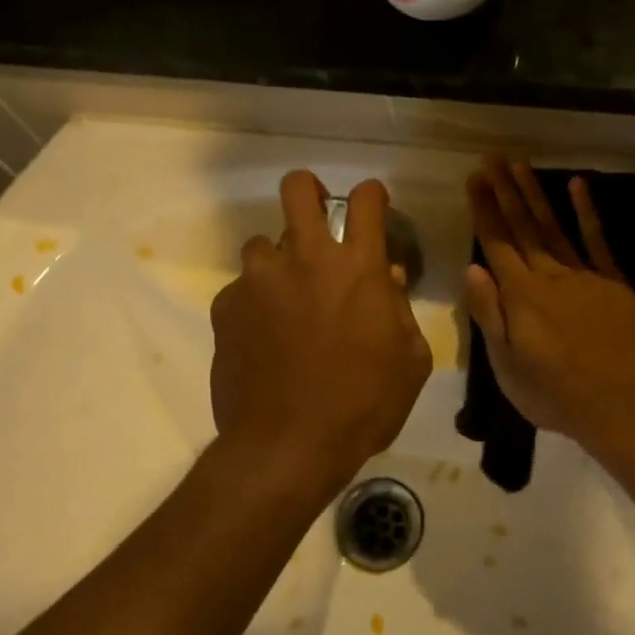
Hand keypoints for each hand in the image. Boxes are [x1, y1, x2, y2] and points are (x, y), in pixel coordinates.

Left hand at [210, 172, 432, 487]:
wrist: (288, 446)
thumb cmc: (363, 405)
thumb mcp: (409, 363)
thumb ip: (400, 312)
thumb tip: (388, 281)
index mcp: (358, 268)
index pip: (366, 200)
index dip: (372, 194)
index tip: (372, 205)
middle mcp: (305, 259)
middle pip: (298, 188)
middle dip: (309, 190)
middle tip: (316, 215)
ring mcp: (259, 280)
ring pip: (262, 242)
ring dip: (278, 262)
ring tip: (284, 298)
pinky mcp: (225, 307)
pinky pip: (241, 289)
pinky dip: (254, 303)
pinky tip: (261, 338)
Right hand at [463, 156, 634, 449]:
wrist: (617, 408)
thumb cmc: (553, 394)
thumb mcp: (507, 365)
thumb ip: (489, 314)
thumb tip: (472, 268)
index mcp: (520, 296)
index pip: (496, 244)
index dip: (484, 210)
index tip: (474, 179)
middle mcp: (549, 276)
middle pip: (522, 227)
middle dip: (504, 191)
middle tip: (491, 157)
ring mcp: (584, 276)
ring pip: (553, 227)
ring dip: (535, 194)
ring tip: (520, 164)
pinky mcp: (613, 282)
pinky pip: (597, 241)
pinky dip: (586, 213)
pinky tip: (576, 185)